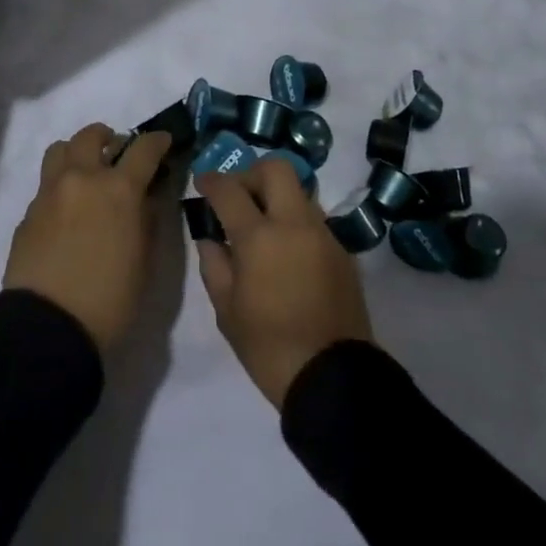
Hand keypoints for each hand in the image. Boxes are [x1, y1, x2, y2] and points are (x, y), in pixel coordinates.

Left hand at [4, 122, 170, 352]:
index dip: (157, 141)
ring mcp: (50, 192)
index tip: (163, 141)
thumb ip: (148, 219)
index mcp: (118, 189)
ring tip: (86, 174)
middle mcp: (82, 179)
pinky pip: (46, 184)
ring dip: (77, 153)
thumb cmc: (110, 299)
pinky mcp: (28, 212)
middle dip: (109, 138)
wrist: (48, 327)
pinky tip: (67, 213)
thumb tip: (147, 197)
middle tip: (117, 155)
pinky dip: (61, 186)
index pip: (143, 149)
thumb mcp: (145, 261)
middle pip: (92, 136)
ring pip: (60, 149)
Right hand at [193, 156, 374, 408]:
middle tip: (238, 197)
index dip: (211, 180)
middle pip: (276, 168)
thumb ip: (215, 264)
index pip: (230, 190)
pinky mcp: (342, 251)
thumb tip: (210, 238)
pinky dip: (295, 222)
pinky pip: (314, 219)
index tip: (202, 183)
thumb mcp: (226, 310)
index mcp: (260, 237)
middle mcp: (295, 224)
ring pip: (299, 191)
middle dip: (251, 173)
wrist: (332, 377)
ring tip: (262, 226)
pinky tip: (286, 251)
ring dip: (276, 196)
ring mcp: (324, 234)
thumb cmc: (268, 347)